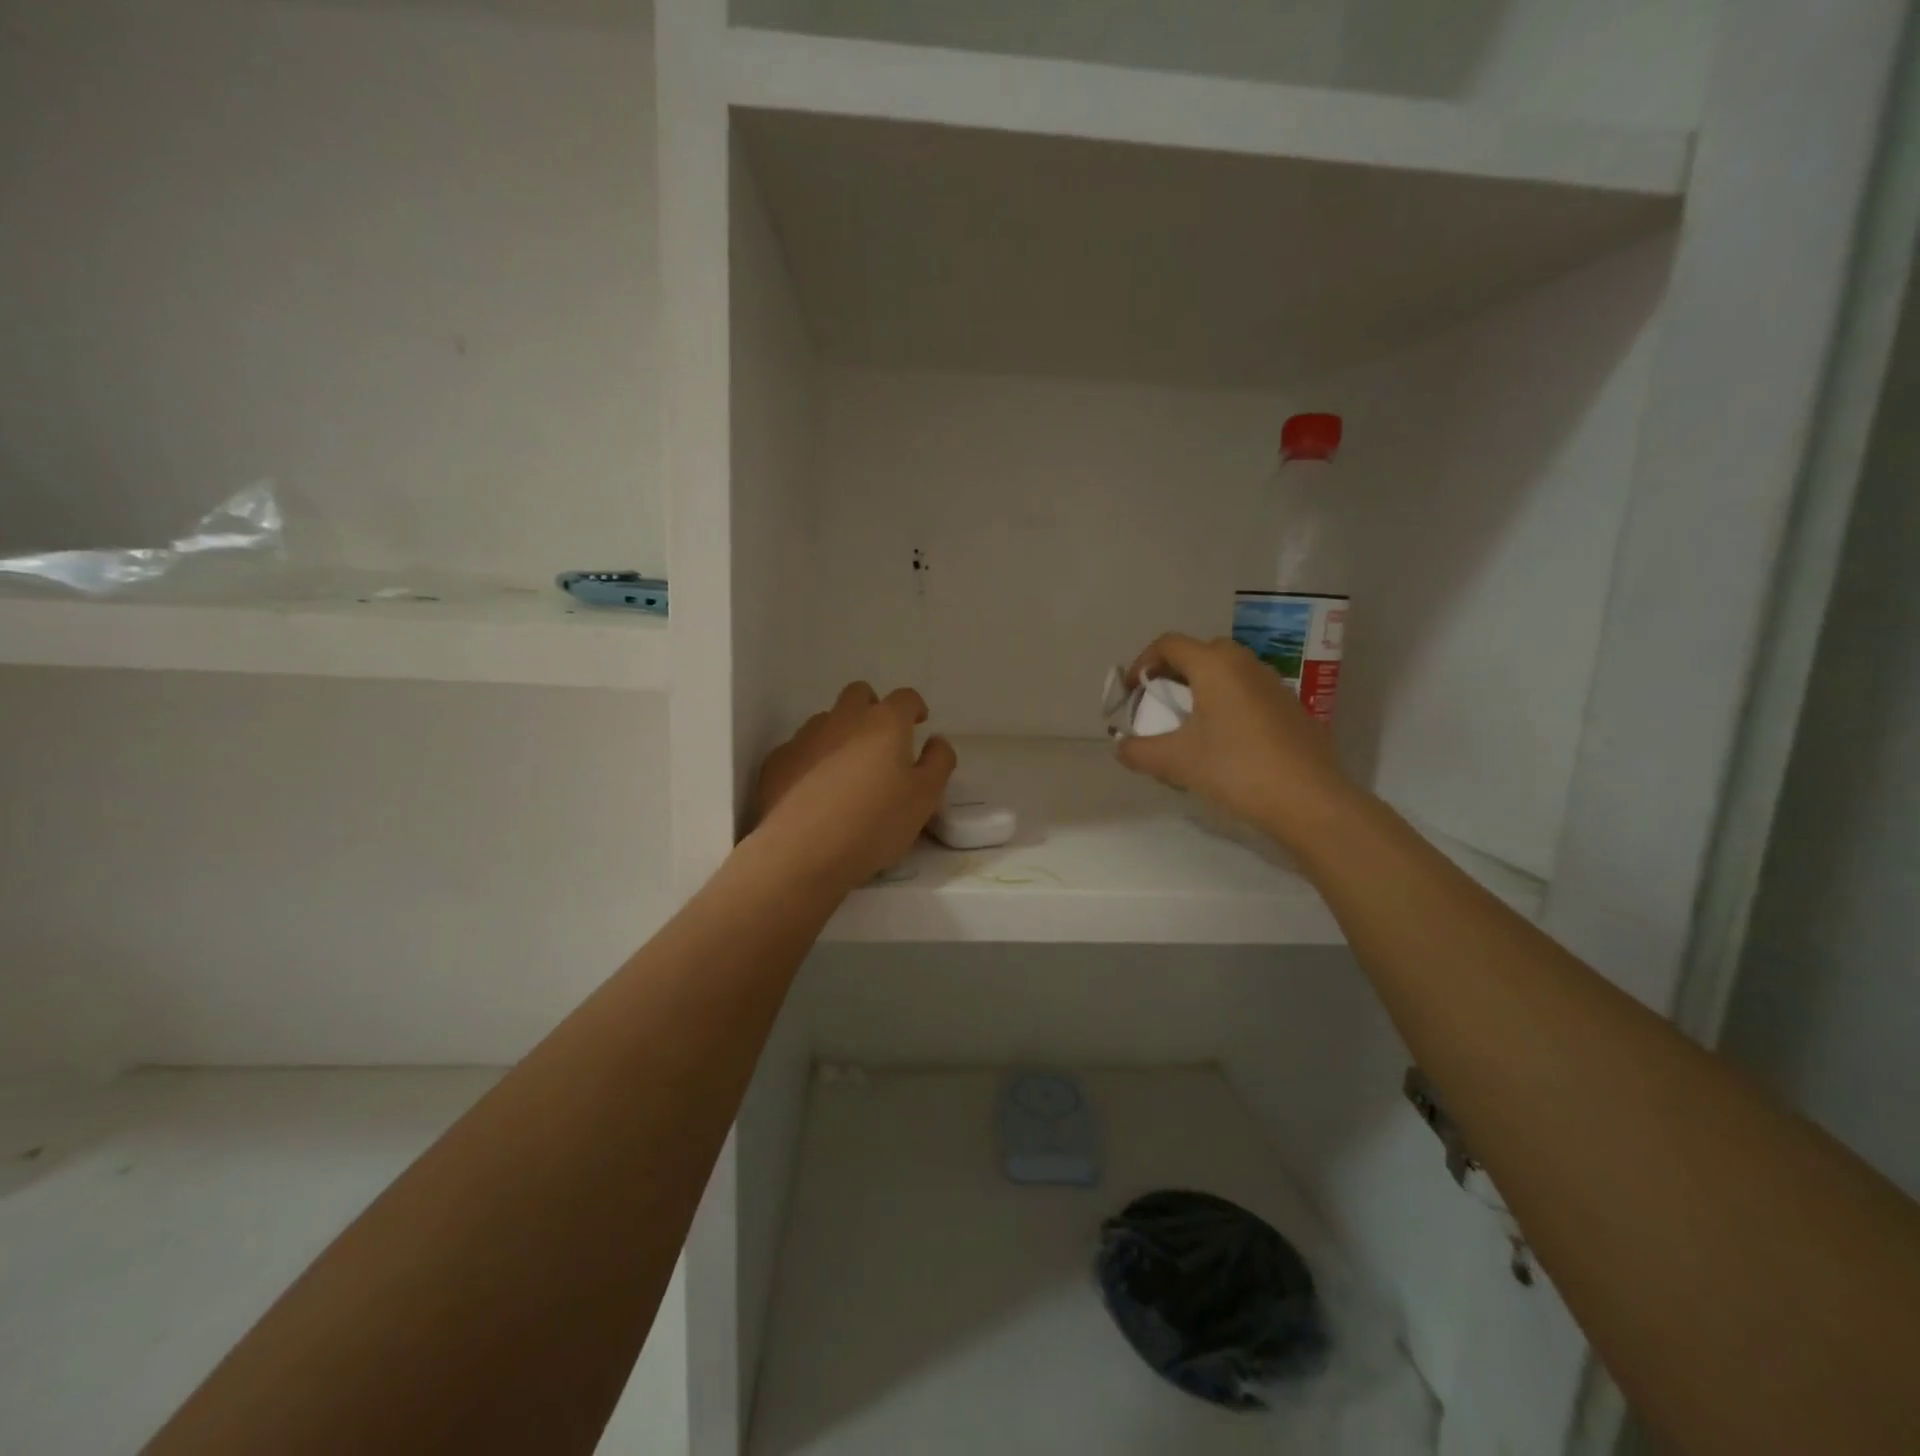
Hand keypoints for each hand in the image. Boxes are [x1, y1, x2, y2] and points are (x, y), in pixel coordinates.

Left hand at [753, 682, 957, 891]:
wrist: (801, 853)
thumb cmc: (874, 823)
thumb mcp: (925, 798)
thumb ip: (938, 762)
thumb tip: (936, 742)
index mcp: (884, 723)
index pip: (905, 698)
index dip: (914, 708)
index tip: (918, 724)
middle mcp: (842, 719)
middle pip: (859, 695)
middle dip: (873, 708)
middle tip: (881, 741)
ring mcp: (804, 738)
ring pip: (826, 721)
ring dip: (840, 734)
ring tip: (846, 772)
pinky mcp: (776, 762)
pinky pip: (799, 749)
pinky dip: (811, 760)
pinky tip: (814, 791)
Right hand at [1115, 634, 1354, 849]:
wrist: (1309, 800)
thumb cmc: (1235, 769)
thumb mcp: (1175, 762)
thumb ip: (1138, 751)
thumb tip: (1122, 747)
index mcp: (1214, 665)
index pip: (1168, 645)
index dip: (1142, 663)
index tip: (1131, 693)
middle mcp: (1245, 664)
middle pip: (1200, 653)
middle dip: (1173, 673)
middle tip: (1159, 704)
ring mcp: (1273, 684)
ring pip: (1227, 673)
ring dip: (1202, 689)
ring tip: (1189, 725)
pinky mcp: (1291, 708)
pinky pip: (1248, 693)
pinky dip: (1227, 704)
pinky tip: (1224, 742)